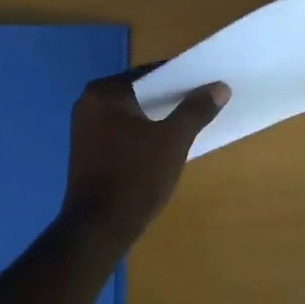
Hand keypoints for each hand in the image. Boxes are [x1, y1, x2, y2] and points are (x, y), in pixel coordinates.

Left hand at [63, 71, 228, 244]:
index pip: (149, 73)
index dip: (180, 77)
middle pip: (140, 92)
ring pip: (132, 114)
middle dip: (170, 98)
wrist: (98, 230)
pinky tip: (164, 145)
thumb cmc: (135, 176)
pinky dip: (143, 134)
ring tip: (189, 123)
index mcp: (104, 93)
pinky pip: (122, 132)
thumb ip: (196, 109)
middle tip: (202, 103)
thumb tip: (220, 87)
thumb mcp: (173, 140)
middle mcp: (88, 104)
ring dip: (157, 118)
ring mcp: (84, 130)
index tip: (205, 84)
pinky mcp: (87, 153)